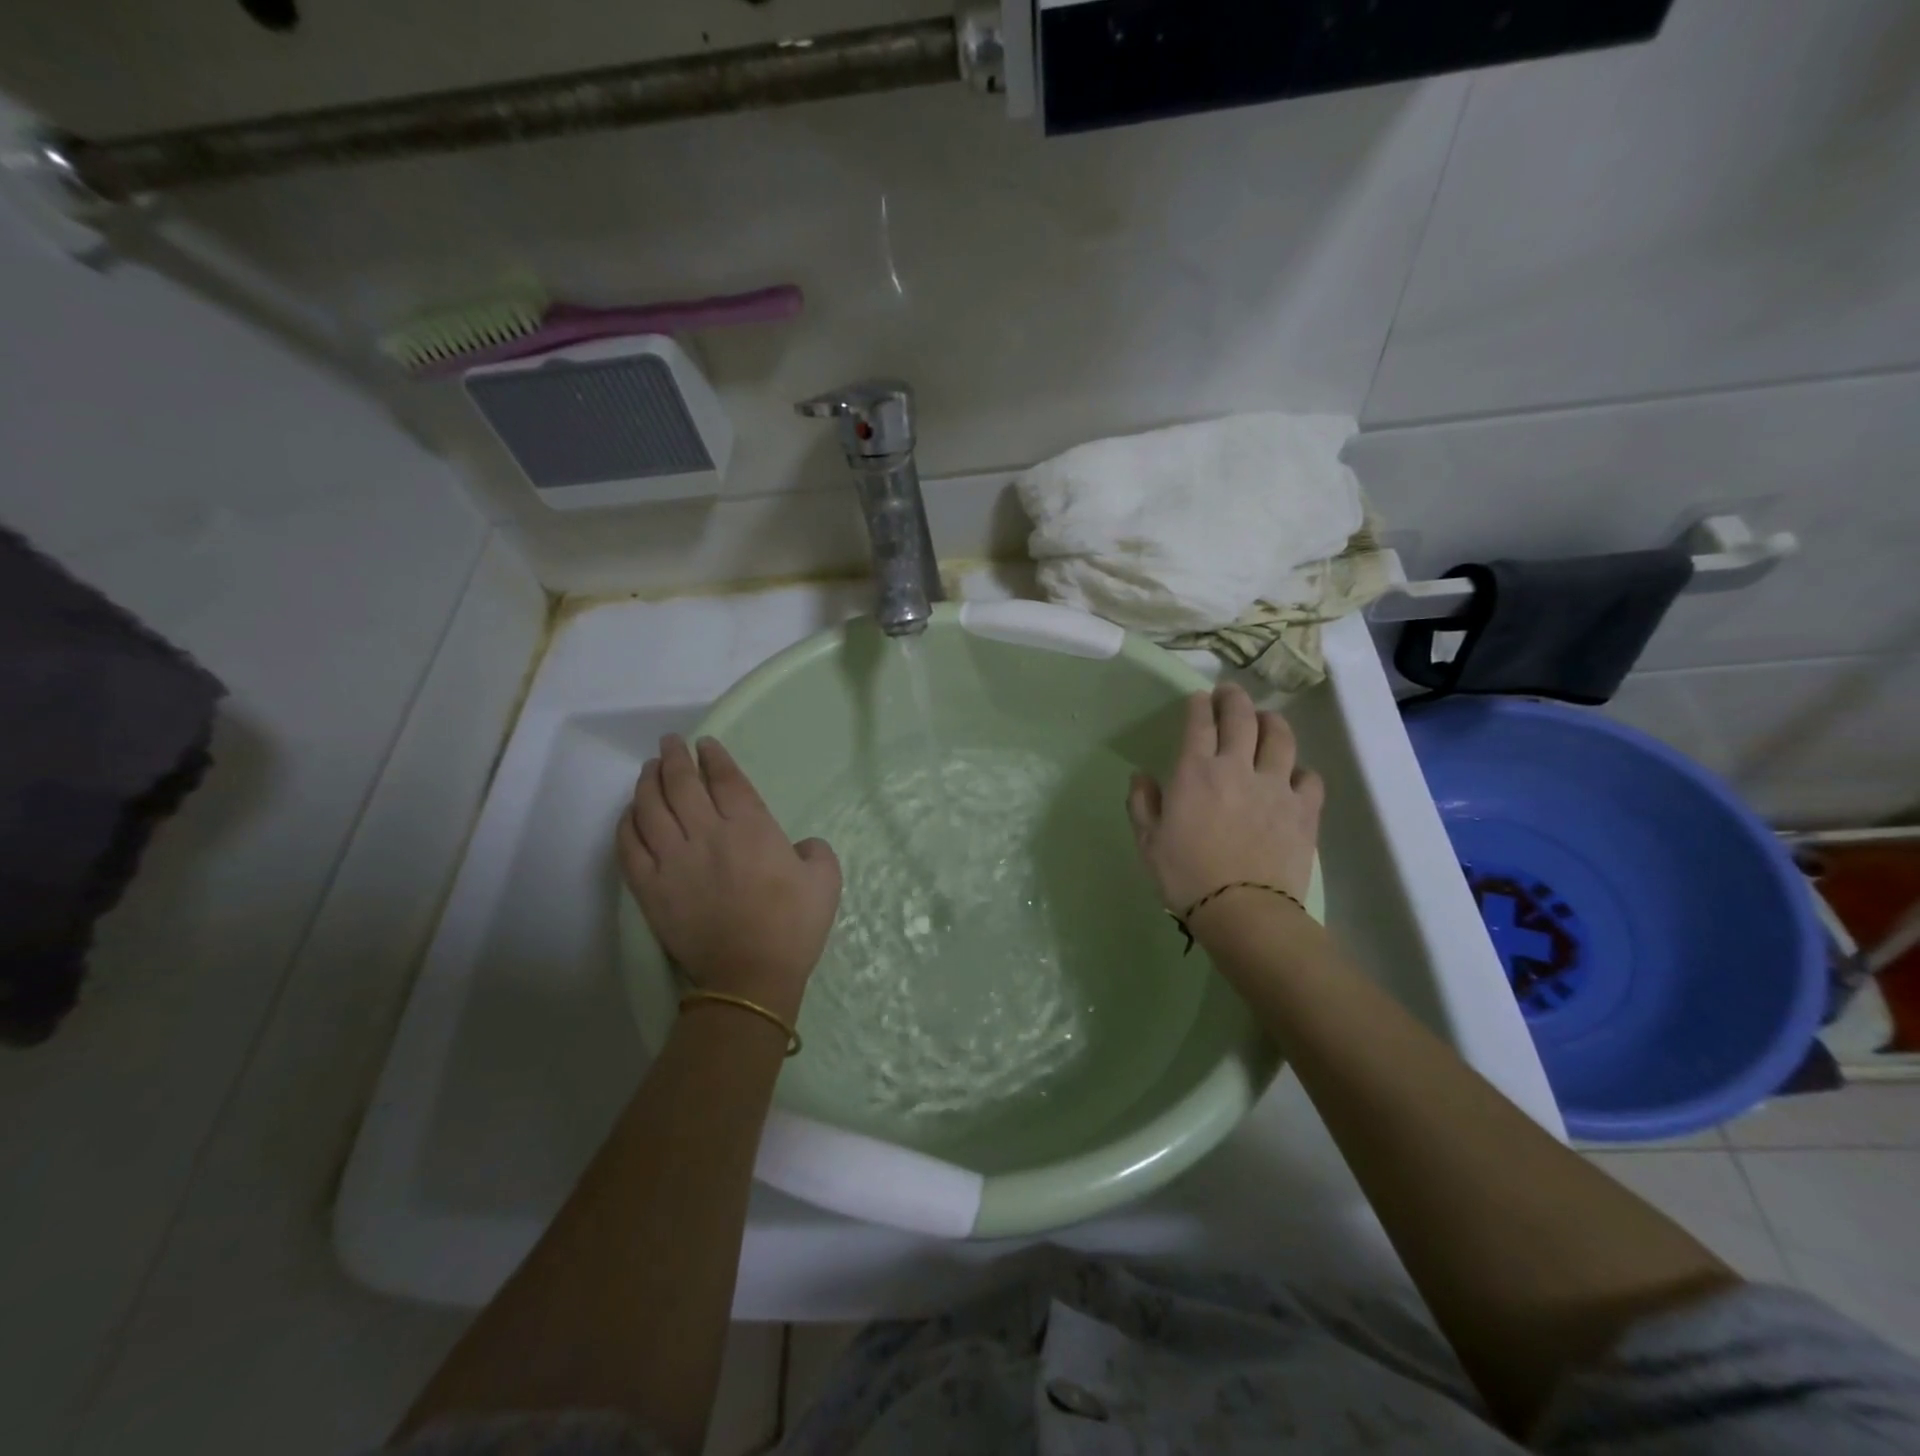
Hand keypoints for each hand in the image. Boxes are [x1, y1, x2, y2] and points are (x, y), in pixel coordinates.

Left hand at [617, 735, 841, 1022]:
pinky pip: (629, 847)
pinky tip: (630, 813)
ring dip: (648, 783)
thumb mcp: (826, 880)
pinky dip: (626, 824)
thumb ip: (815, 850)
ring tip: (649, 770)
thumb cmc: (793, 926)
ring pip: (650, 808)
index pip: (726, 779)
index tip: (706, 744)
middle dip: (675, 758)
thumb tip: (798, 847)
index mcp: (751, 828)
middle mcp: (707, 834)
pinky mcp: (651, 888)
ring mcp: (673, 861)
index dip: (714, 757)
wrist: (751, 977)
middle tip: (671, 744)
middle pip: (681, 784)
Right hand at [1126, 683, 1323, 917]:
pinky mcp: (1304, 810)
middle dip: (1234, 698)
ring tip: (1266, 720)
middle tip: (1229, 693)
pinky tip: (1294, 775)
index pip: (1200, 722)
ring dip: (1272, 721)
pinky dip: (1301, 770)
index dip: (1199, 705)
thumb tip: (1141, 777)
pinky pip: (1310, 778)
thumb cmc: (1186, 876)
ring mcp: (1276, 786)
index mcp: (1196, 771)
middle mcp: (1238, 767)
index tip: (1198, 698)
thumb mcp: (1148, 842)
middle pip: (1242, 717)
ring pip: (1281, 737)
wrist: (1243, 910)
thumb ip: (1142, 804)